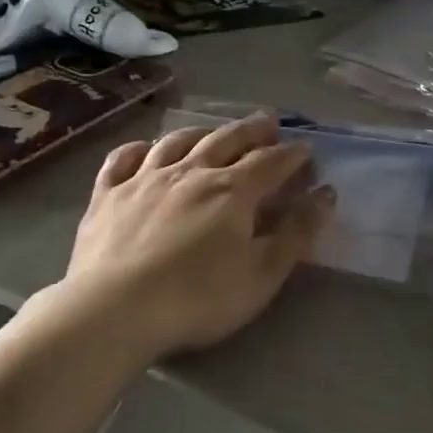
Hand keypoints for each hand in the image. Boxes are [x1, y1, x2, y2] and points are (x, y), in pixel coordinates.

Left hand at [62, 114, 333, 358]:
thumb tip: (325, 194)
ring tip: (212, 132)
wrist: (113, 309)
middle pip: (227, 140)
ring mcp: (145, 178)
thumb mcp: (261, 275)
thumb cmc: (197, 298)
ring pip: (177, 141)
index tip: (305, 149)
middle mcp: (191, 171)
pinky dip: (138, 149)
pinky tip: (145, 150)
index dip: (292, 154)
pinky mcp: (108, 194)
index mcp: (231, 191)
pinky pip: (123, 159)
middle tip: (268, 123)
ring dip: (201, 132)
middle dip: (252, 130)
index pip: (270, 162)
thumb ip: (296, 234)